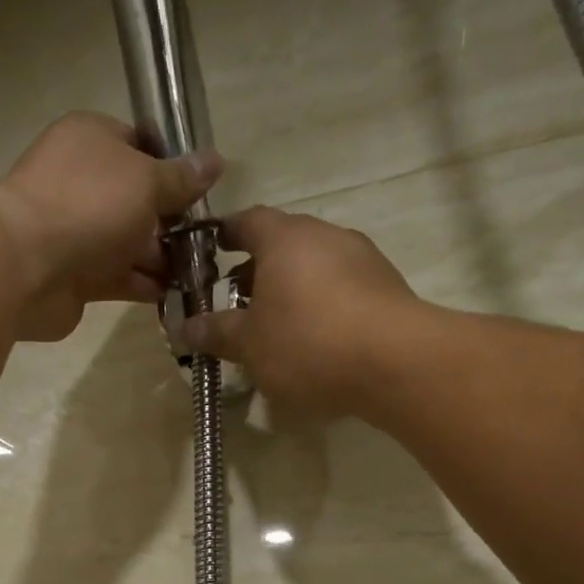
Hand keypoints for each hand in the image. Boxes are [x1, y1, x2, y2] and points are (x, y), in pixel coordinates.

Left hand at [0, 112, 222, 341]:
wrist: (25, 267)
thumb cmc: (88, 205)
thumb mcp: (146, 181)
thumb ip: (182, 178)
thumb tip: (216, 161)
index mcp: (92, 141)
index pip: (139, 145)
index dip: (173, 167)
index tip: (204, 192)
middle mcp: (82, 183)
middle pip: (138, 200)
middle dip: (173, 221)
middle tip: (210, 241)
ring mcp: (77, 231)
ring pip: (130, 242)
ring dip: (164, 258)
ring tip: (202, 273)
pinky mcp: (76, 275)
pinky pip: (120, 277)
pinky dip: (146, 285)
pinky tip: (178, 295)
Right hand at [184, 207, 420, 415]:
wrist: (397, 362)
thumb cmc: (308, 343)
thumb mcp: (250, 344)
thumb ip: (217, 332)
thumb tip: (187, 327)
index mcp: (285, 238)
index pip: (247, 221)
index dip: (225, 235)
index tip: (209, 251)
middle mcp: (325, 236)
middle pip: (283, 243)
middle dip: (257, 269)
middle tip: (237, 301)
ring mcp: (362, 258)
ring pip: (315, 266)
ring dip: (292, 289)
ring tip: (276, 326)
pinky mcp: (387, 287)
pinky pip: (342, 288)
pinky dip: (322, 305)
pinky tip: (315, 340)